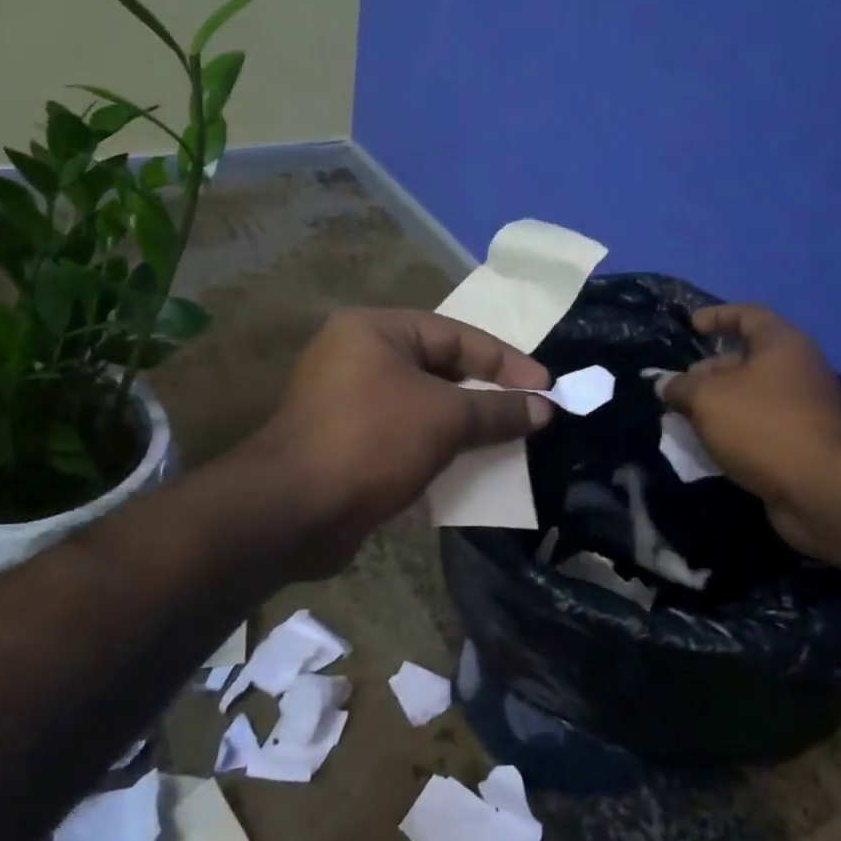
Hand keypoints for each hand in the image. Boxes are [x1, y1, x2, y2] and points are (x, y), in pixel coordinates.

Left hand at [248, 308, 553, 572]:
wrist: (294, 510)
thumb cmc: (372, 441)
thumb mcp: (445, 418)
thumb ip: (498, 409)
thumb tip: (544, 408)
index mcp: (374, 329)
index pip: (455, 335)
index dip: (505, 360)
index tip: (546, 388)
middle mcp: (355, 355)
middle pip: (438, 366)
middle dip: (485, 391)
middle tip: (529, 411)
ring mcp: (346, 399)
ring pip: (421, 402)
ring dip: (463, 421)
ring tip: (507, 438)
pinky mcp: (345, 440)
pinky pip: (403, 431)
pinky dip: (436, 443)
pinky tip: (467, 462)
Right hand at [661, 305, 840, 554]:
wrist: (822, 489)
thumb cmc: (763, 425)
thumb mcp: (708, 398)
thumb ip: (681, 387)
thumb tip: (666, 385)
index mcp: (782, 345)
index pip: (748, 315)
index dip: (718, 316)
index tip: (691, 325)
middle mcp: (797, 371)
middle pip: (747, 360)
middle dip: (708, 371)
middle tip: (677, 388)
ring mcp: (802, 410)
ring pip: (750, 398)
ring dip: (717, 406)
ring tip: (682, 420)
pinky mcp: (800, 445)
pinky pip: (758, 429)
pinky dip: (732, 433)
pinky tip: (706, 447)